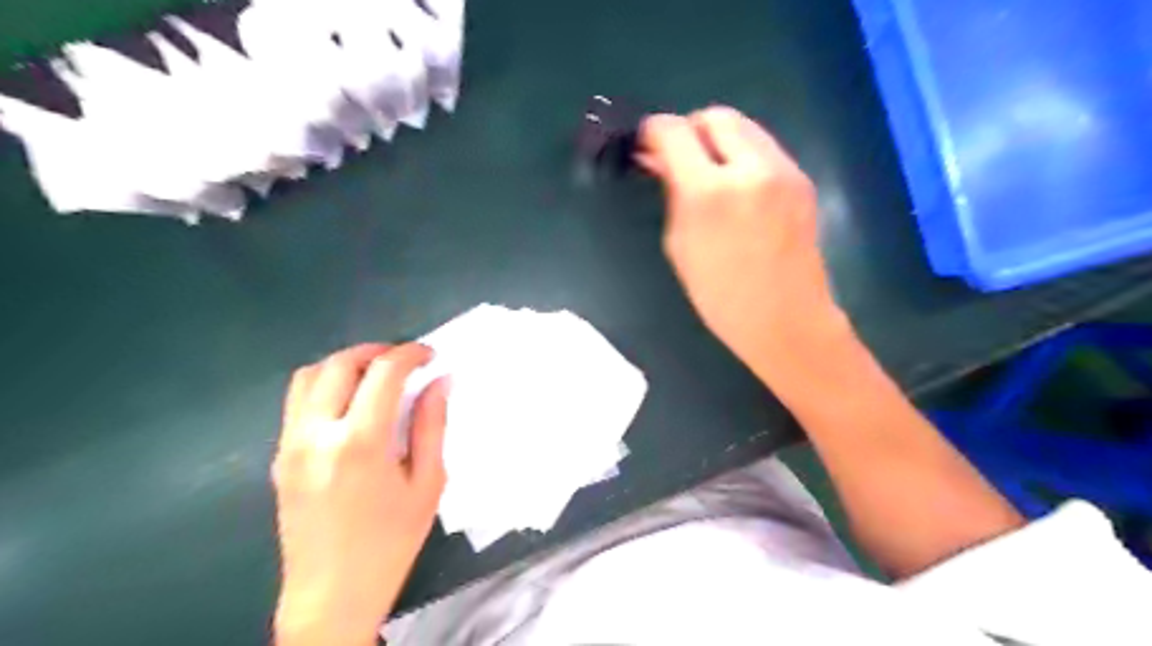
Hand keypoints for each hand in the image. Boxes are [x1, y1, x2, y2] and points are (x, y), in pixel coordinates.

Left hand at [273, 342, 446, 644]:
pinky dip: (326, 387)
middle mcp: (316, 434)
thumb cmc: (390, 543)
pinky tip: (351, 406)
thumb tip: (439, 382)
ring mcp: (290, 445)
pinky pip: (297, 402)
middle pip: (339, 364)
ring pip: (308, 376)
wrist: (330, 595)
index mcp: (359, 442)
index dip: (410, 354)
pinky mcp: (279, 457)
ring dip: (345, 365)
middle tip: (404, 361)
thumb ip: (432, 426)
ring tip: (375, 377)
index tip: (429, 355)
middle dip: (376, 352)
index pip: (383, 373)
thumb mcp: (427, 484)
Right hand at [639, 103, 842, 381]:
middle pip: (714, 116)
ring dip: (718, 140)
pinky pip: (764, 148)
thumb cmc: (720, 296)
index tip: (645, 144)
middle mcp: (750, 168)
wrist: (786, 319)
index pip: (674, 132)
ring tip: (708, 171)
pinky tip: (737, 186)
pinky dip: (742, 155)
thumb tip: (660, 161)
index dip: (653, 131)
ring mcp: (783, 170)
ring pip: (744, 126)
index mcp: (709, 192)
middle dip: (689, 129)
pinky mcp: (801, 178)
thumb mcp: (680, 245)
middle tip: (678, 158)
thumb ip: (672, 194)